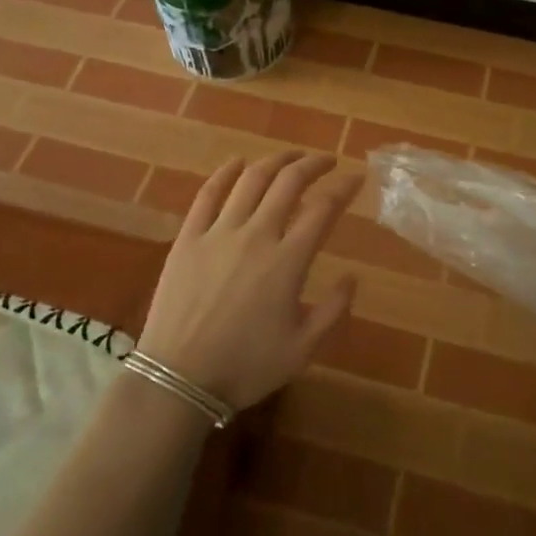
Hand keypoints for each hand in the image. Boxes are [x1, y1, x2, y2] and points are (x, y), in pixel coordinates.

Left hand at [136, 151, 360, 410]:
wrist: (178, 379)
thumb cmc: (245, 368)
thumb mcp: (303, 350)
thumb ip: (333, 311)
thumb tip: (353, 277)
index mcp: (288, 261)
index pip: (323, 208)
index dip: (344, 188)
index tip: (356, 178)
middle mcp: (257, 235)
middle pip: (289, 182)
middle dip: (313, 164)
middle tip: (326, 161)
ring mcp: (219, 232)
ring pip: (252, 179)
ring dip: (276, 160)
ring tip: (291, 156)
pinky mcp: (188, 237)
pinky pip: (208, 194)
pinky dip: (226, 172)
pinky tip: (237, 162)